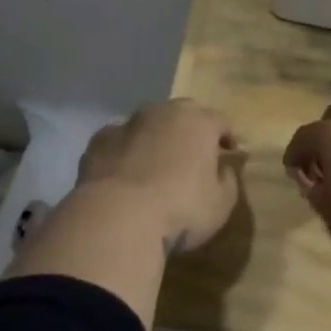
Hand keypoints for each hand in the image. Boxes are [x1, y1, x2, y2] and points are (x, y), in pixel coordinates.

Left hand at [77, 99, 242, 253]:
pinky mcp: (99, 141)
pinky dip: (124, 151)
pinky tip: (123, 172)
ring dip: (155, 137)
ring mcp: (129, 124)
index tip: (230, 151)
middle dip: (190, 129)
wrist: (117, 217)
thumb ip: (228, 181)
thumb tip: (225, 169)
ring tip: (155, 162)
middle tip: (193, 153)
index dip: (226, 136)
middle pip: (183, 113)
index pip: (220, 121)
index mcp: (199, 123)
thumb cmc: (180, 209)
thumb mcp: (221, 204)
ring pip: (148, 123)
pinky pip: (118, 141)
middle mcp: (164, 113)